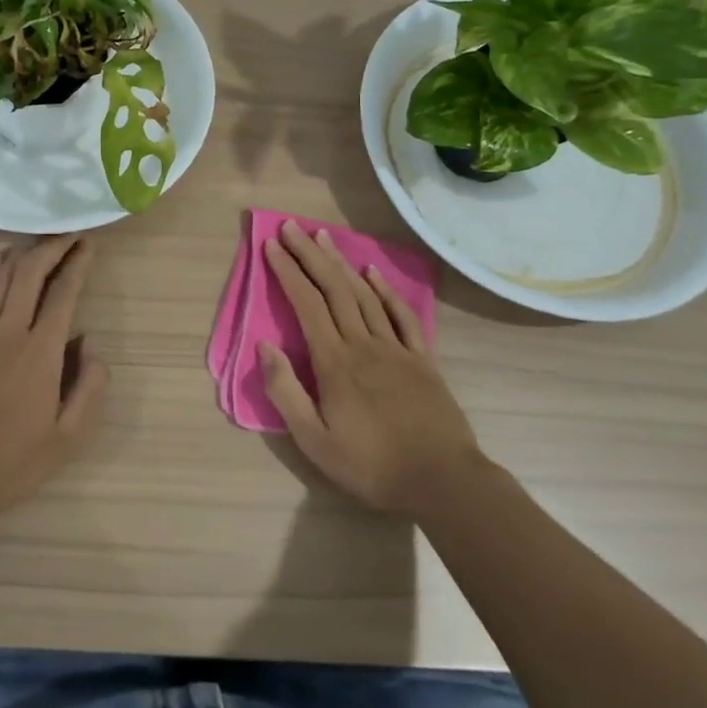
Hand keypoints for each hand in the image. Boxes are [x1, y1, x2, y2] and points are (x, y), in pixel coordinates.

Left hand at [0, 237, 108, 528]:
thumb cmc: (16, 461)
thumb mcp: (70, 435)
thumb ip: (89, 385)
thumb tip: (89, 343)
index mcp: (42, 352)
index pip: (63, 293)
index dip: (77, 264)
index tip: (88, 245)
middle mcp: (9, 332)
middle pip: (29, 274)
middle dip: (51, 248)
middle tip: (68, 235)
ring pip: (1, 279)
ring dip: (23, 255)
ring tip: (40, 242)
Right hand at [260, 221, 486, 519]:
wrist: (442, 481)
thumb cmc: (371, 465)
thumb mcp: (314, 441)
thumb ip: (286, 391)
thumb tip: (265, 346)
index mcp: (334, 362)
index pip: (306, 304)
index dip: (288, 271)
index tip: (271, 245)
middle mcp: (364, 344)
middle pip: (334, 288)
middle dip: (310, 255)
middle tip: (292, 226)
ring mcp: (396, 348)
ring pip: (364, 294)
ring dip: (342, 263)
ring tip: (324, 237)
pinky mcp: (422, 359)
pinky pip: (402, 315)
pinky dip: (386, 290)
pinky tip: (373, 272)